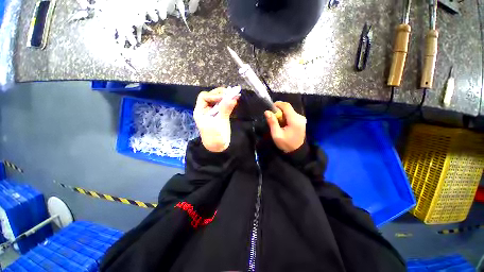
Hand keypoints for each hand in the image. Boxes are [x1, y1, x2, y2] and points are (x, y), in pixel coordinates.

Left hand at [193, 88, 239, 151]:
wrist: (218, 147)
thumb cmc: (215, 137)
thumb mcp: (219, 123)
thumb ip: (225, 110)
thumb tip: (232, 98)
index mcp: (200, 111)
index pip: (204, 97)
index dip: (214, 95)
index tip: (225, 97)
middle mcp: (205, 110)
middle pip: (211, 97)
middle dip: (220, 94)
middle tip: (230, 92)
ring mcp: (213, 112)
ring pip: (217, 100)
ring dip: (225, 97)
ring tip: (234, 95)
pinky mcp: (220, 115)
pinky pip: (223, 106)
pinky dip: (228, 102)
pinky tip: (234, 100)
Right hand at [265, 101, 306, 152]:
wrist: (297, 151)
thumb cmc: (286, 144)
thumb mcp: (277, 134)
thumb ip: (272, 122)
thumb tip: (267, 112)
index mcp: (294, 120)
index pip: (286, 106)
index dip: (278, 104)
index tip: (270, 108)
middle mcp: (300, 117)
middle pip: (287, 108)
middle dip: (279, 111)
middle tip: (273, 119)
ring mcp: (301, 119)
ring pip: (289, 111)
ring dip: (282, 115)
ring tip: (278, 124)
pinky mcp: (301, 121)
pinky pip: (291, 115)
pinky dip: (285, 118)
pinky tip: (283, 125)